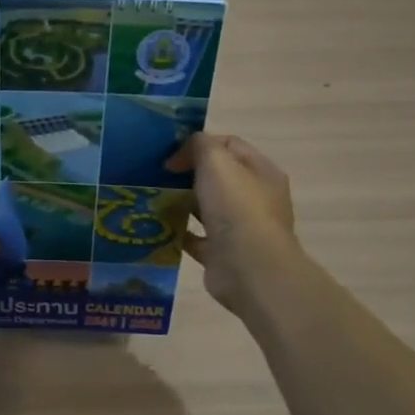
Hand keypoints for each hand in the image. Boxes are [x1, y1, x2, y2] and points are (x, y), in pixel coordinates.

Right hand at [167, 134, 298, 316]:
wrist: (248, 269)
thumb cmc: (237, 208)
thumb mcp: (216, 161)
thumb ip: (199, 146)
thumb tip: (181, 156)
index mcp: (261, 172)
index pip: (229, 145)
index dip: (200, 145)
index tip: (171, 155)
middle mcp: (254, 198)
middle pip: (217, 177)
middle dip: (187, 174)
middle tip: (156, 176)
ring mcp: (240, 229)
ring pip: (206, 208)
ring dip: (181, 203)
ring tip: (152, 199)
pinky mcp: (222, 254)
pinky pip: (196, 238)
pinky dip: (178, 233)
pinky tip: (157, 227)